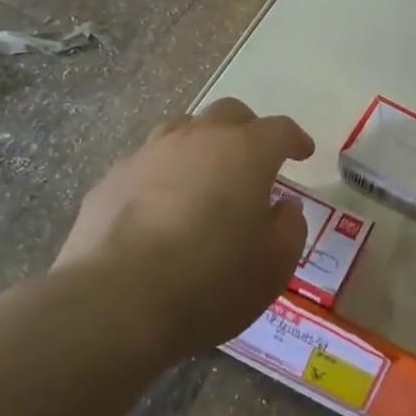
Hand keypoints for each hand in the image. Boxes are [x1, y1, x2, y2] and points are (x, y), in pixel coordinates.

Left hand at [54, 98, 314, 356]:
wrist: (117, 301)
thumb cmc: (211, 283)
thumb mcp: (274, 266)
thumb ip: (289, 228)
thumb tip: (284, 206)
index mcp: (245, 153)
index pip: (280, 130)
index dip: (295, 139)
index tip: (303, 153)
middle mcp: (197, 139)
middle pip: (229, 113)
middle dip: (248, 130)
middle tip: (254, 158)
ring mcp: (148, 154)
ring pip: (182, 128)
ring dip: (201, 143)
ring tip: (205, 174)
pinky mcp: (112, 178)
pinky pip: (147, 162)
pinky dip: (163, 173)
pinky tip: (160, 205)